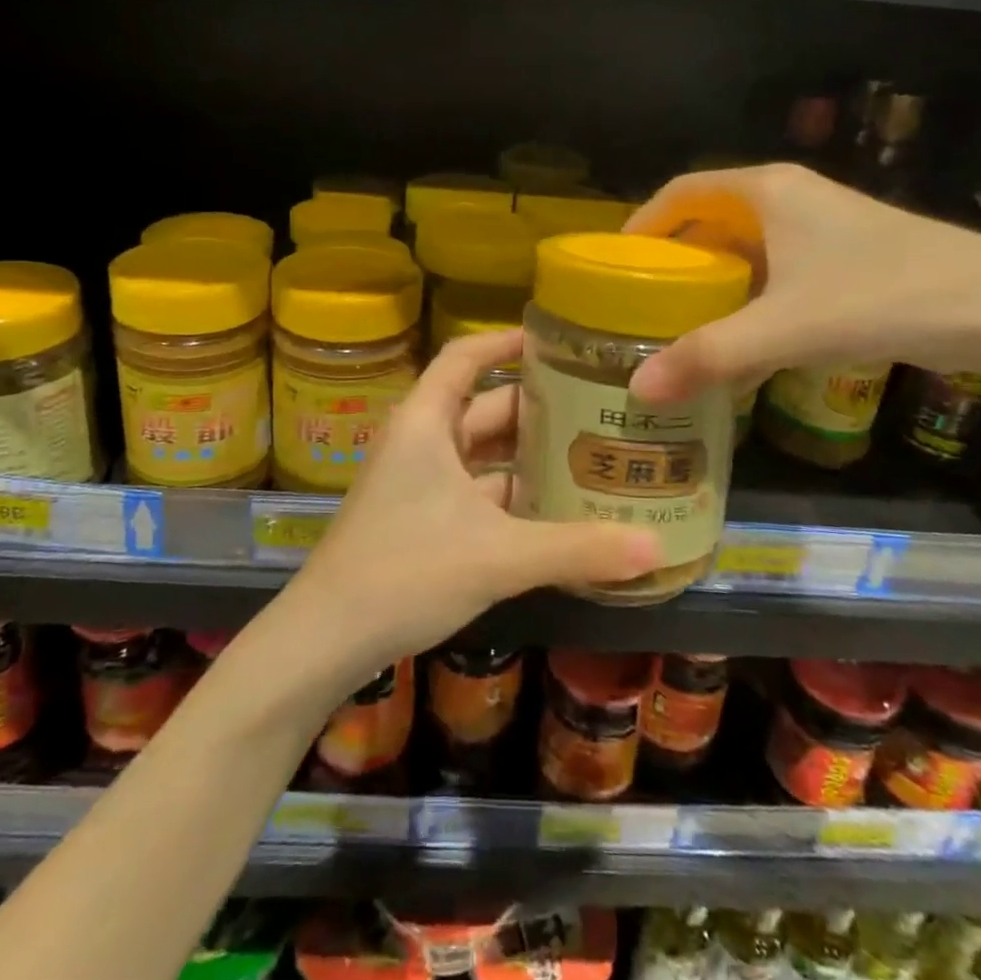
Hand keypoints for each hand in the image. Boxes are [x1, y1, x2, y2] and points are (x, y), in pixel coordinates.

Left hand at [286, 330, 661, 670]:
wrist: (325, 638)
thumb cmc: (405, 572)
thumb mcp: (498, 556)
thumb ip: (577, 550)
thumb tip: (655, 548)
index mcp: (426, 422)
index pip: (465, 357)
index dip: (505, 341)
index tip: (556, 340)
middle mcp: (420, 441)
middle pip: (484, 405)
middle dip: (537, 406)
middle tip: (598, 407)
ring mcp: (416, 481)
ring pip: (480, 453)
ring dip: (526, 455)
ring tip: (589, 454)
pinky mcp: (418, 518)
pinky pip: (474, 490)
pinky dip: (511, 494)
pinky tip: (554, 510)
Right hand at [625, 163, 980, 404]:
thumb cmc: (881, 297)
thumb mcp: (785, 328)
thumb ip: (709, 357)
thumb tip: (638, 391)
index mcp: (768, 191)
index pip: (683, 190)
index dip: (645, 222)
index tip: (617, 263)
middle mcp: (793, 197)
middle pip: (712, 218)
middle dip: (676, 258)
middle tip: (644, 301)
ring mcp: (825, 226)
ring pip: (749, 246)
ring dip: (715, 280)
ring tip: (684, 323)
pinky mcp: (850, 257)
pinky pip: (779, 269)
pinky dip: (752, 296)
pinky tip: (747, 338)